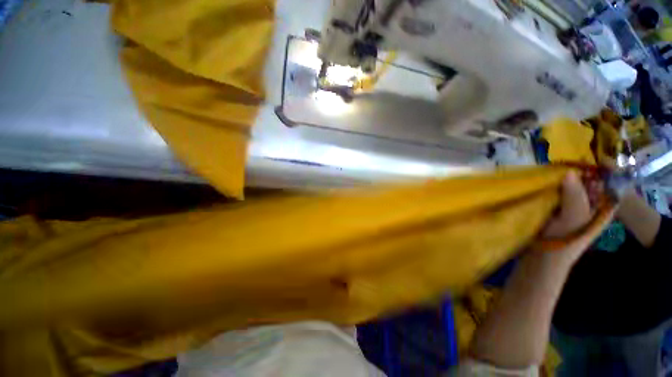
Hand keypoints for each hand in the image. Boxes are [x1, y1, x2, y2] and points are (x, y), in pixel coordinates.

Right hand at [537, 172, 614, 263]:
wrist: (542, 258)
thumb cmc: (563, 241)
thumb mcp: (574, 218)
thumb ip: (576, 195)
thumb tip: (569, 171)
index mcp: (602, 206)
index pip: (603, 181)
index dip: (592, 170)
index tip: (575, 162)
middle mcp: (589, 204)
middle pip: (584, 182)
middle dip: (571, 174)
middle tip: (555, 167)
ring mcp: (571, 207)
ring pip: (567, 187)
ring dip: (557, 181)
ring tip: (544, 174)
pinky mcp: (555, 210)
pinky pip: (554, 193)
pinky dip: (547, 188)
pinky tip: (538, 184)